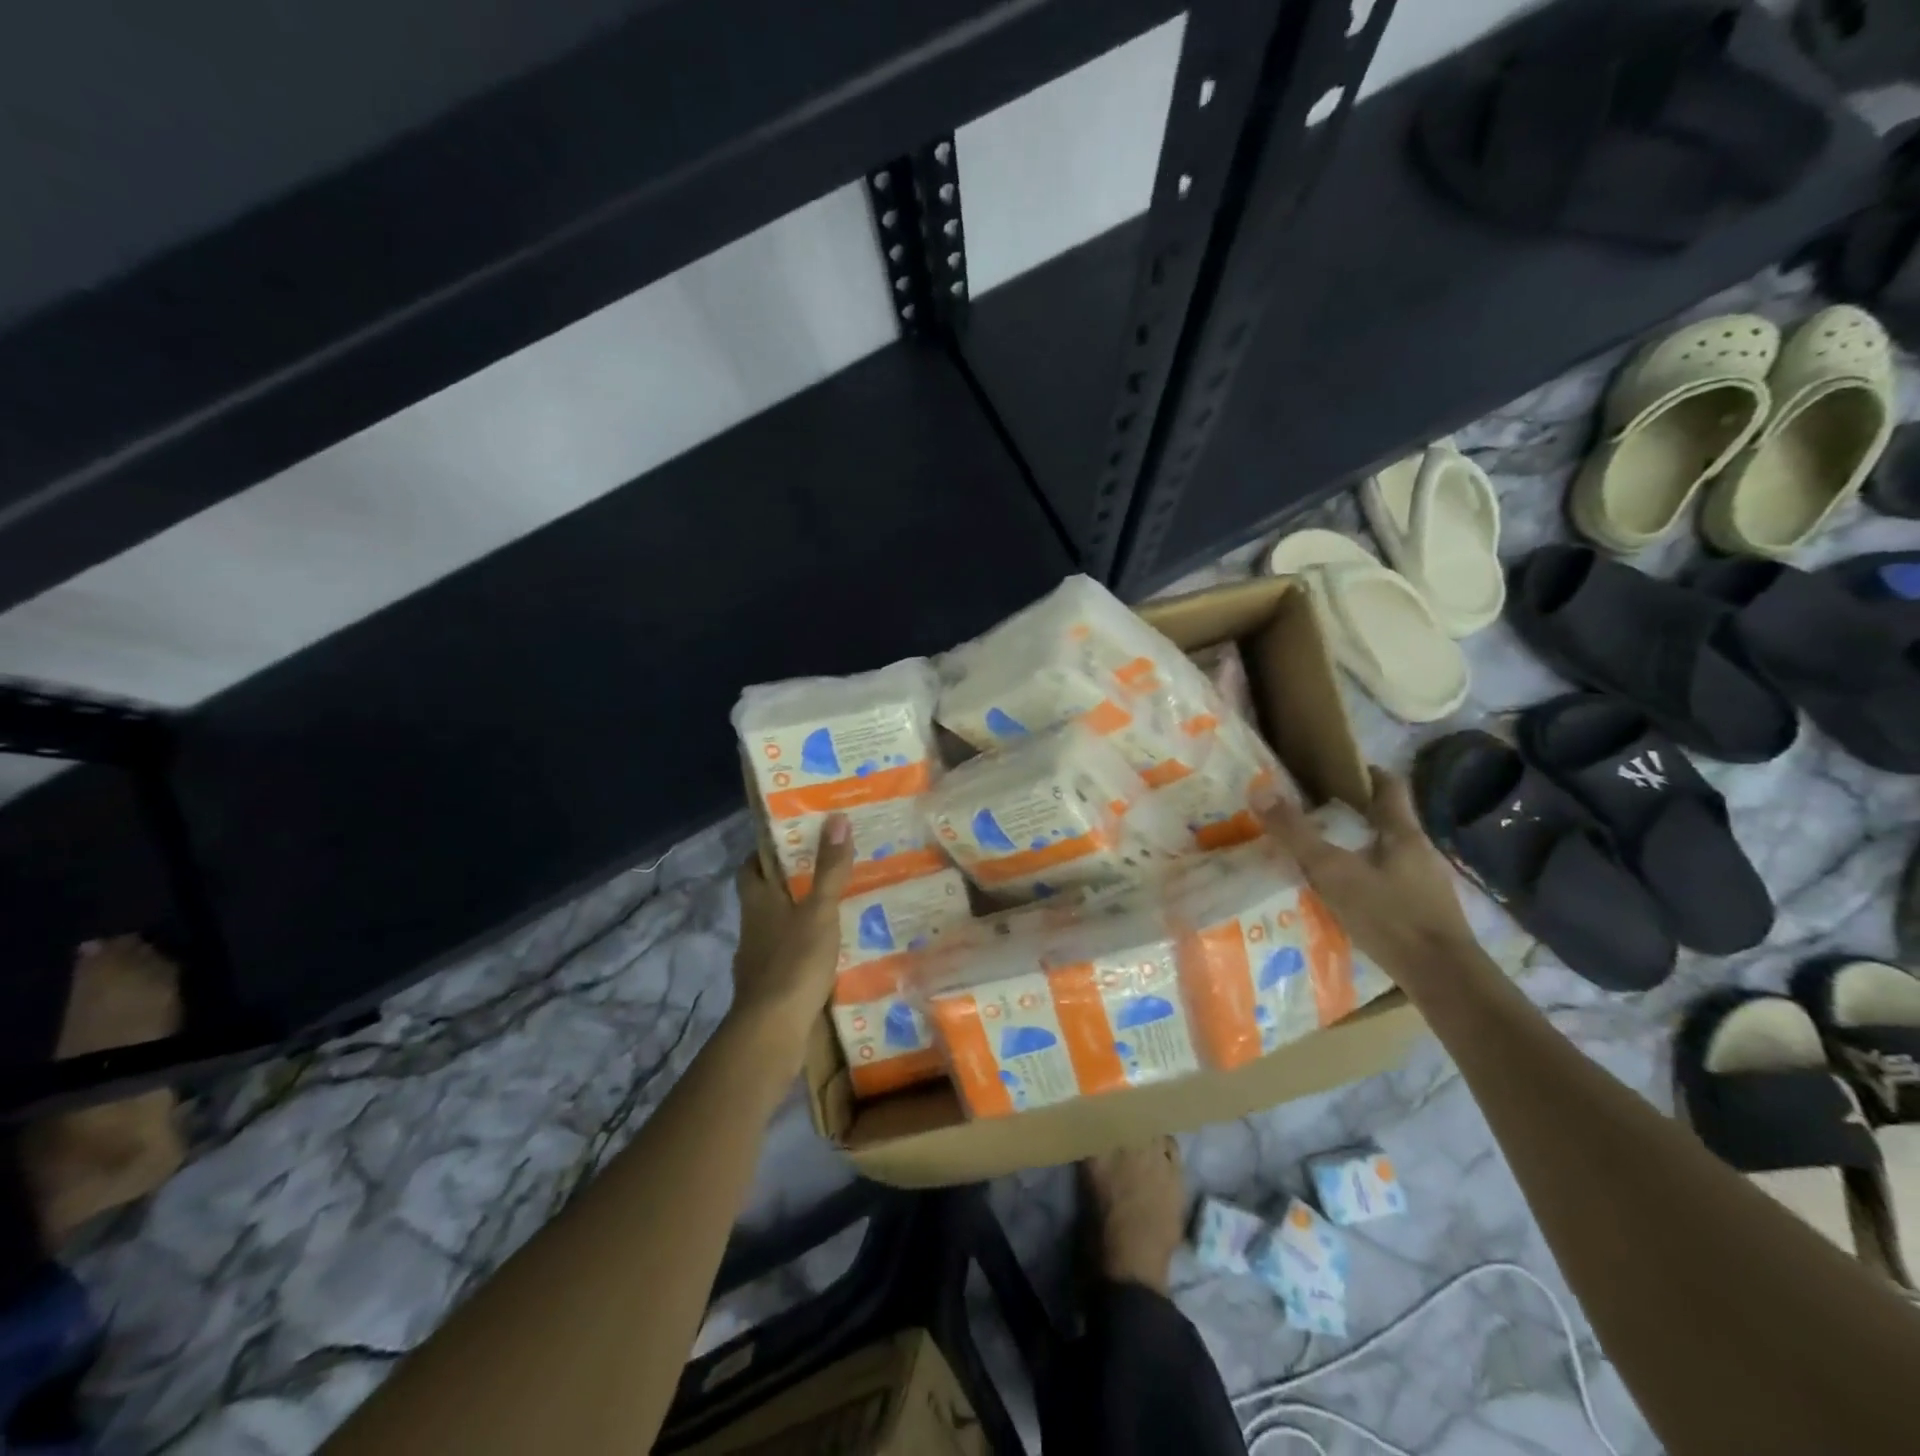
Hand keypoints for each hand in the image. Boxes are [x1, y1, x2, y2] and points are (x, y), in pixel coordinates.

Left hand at [726, 813, 855, 1062]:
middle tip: (825, 867)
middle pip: (765, 896)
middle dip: (789, 882)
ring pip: (778, 926)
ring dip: (799, 915)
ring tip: (836, 905)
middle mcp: (753, 926)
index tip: (791, 839)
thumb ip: (829, 868)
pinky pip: (788, 955)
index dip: (765, 852)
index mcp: (758, 901)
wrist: (773, 1030)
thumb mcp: (820, 910)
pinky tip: (830, 949)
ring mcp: (759, 958)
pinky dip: (804, 947)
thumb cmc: (794, 961)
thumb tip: (836, 817)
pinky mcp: (771, 985)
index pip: (751, 866)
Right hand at [1260, 767, 1480, 987]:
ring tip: (1323, 855)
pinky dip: (1366, 880)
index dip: (1366, 772)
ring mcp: (1426, 885)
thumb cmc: (1390, 915)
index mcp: (1404, 832)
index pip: (1390, 786)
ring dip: (1359, 849)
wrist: (1443, 979)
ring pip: (1387, 853)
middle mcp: (1420, 852)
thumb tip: (1259, 792)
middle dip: (1354, 814)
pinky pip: (1389, 883)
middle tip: (1314, 813)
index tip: (1336, 770)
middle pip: (1387, 820)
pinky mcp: (1424, 913)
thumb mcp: (1333, 871)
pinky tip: (1345, 896)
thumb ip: (1296, 834)